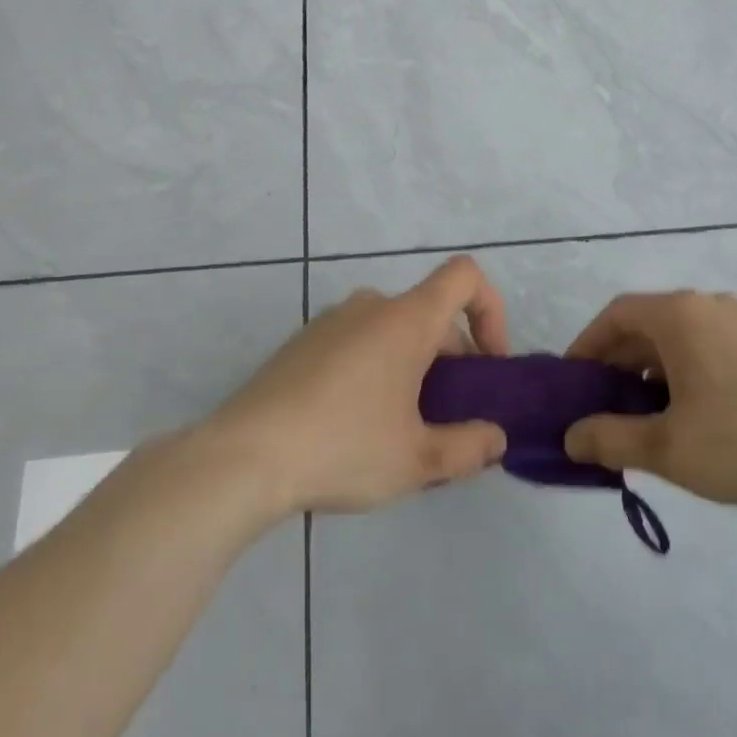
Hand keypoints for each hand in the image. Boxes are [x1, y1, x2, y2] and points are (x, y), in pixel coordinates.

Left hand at [207, 256, 510, 515]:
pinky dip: (376, 370)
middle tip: (447, 419)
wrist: (240, 459)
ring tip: (402, 430)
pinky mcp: (301, 345)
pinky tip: (355, 426)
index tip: (489, 364)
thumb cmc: (342, 447)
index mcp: (406, 320)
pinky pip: (357, 344)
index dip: (491, 310)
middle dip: (453, 360)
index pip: (466, 276)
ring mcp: (330, 322)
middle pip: (431, 314)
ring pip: (393, 332)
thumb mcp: (418, 460)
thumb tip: (495, 439)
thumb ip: (469, 448)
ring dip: (414, 368)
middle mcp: (370, 306)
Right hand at [563, 291, 736, 506]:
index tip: (572, 381)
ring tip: (640, 413)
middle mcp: (708, 307)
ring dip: (649, 368)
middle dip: (616, 361)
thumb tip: (571, 437)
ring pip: (678, 337)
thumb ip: (610, 439)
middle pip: (646, 323)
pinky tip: (686, 412)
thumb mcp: (667, 447)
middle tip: (600, 403)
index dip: (586, 345)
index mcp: (680, 316)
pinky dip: (681, 370)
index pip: (616, 315)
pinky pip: (706, 346)